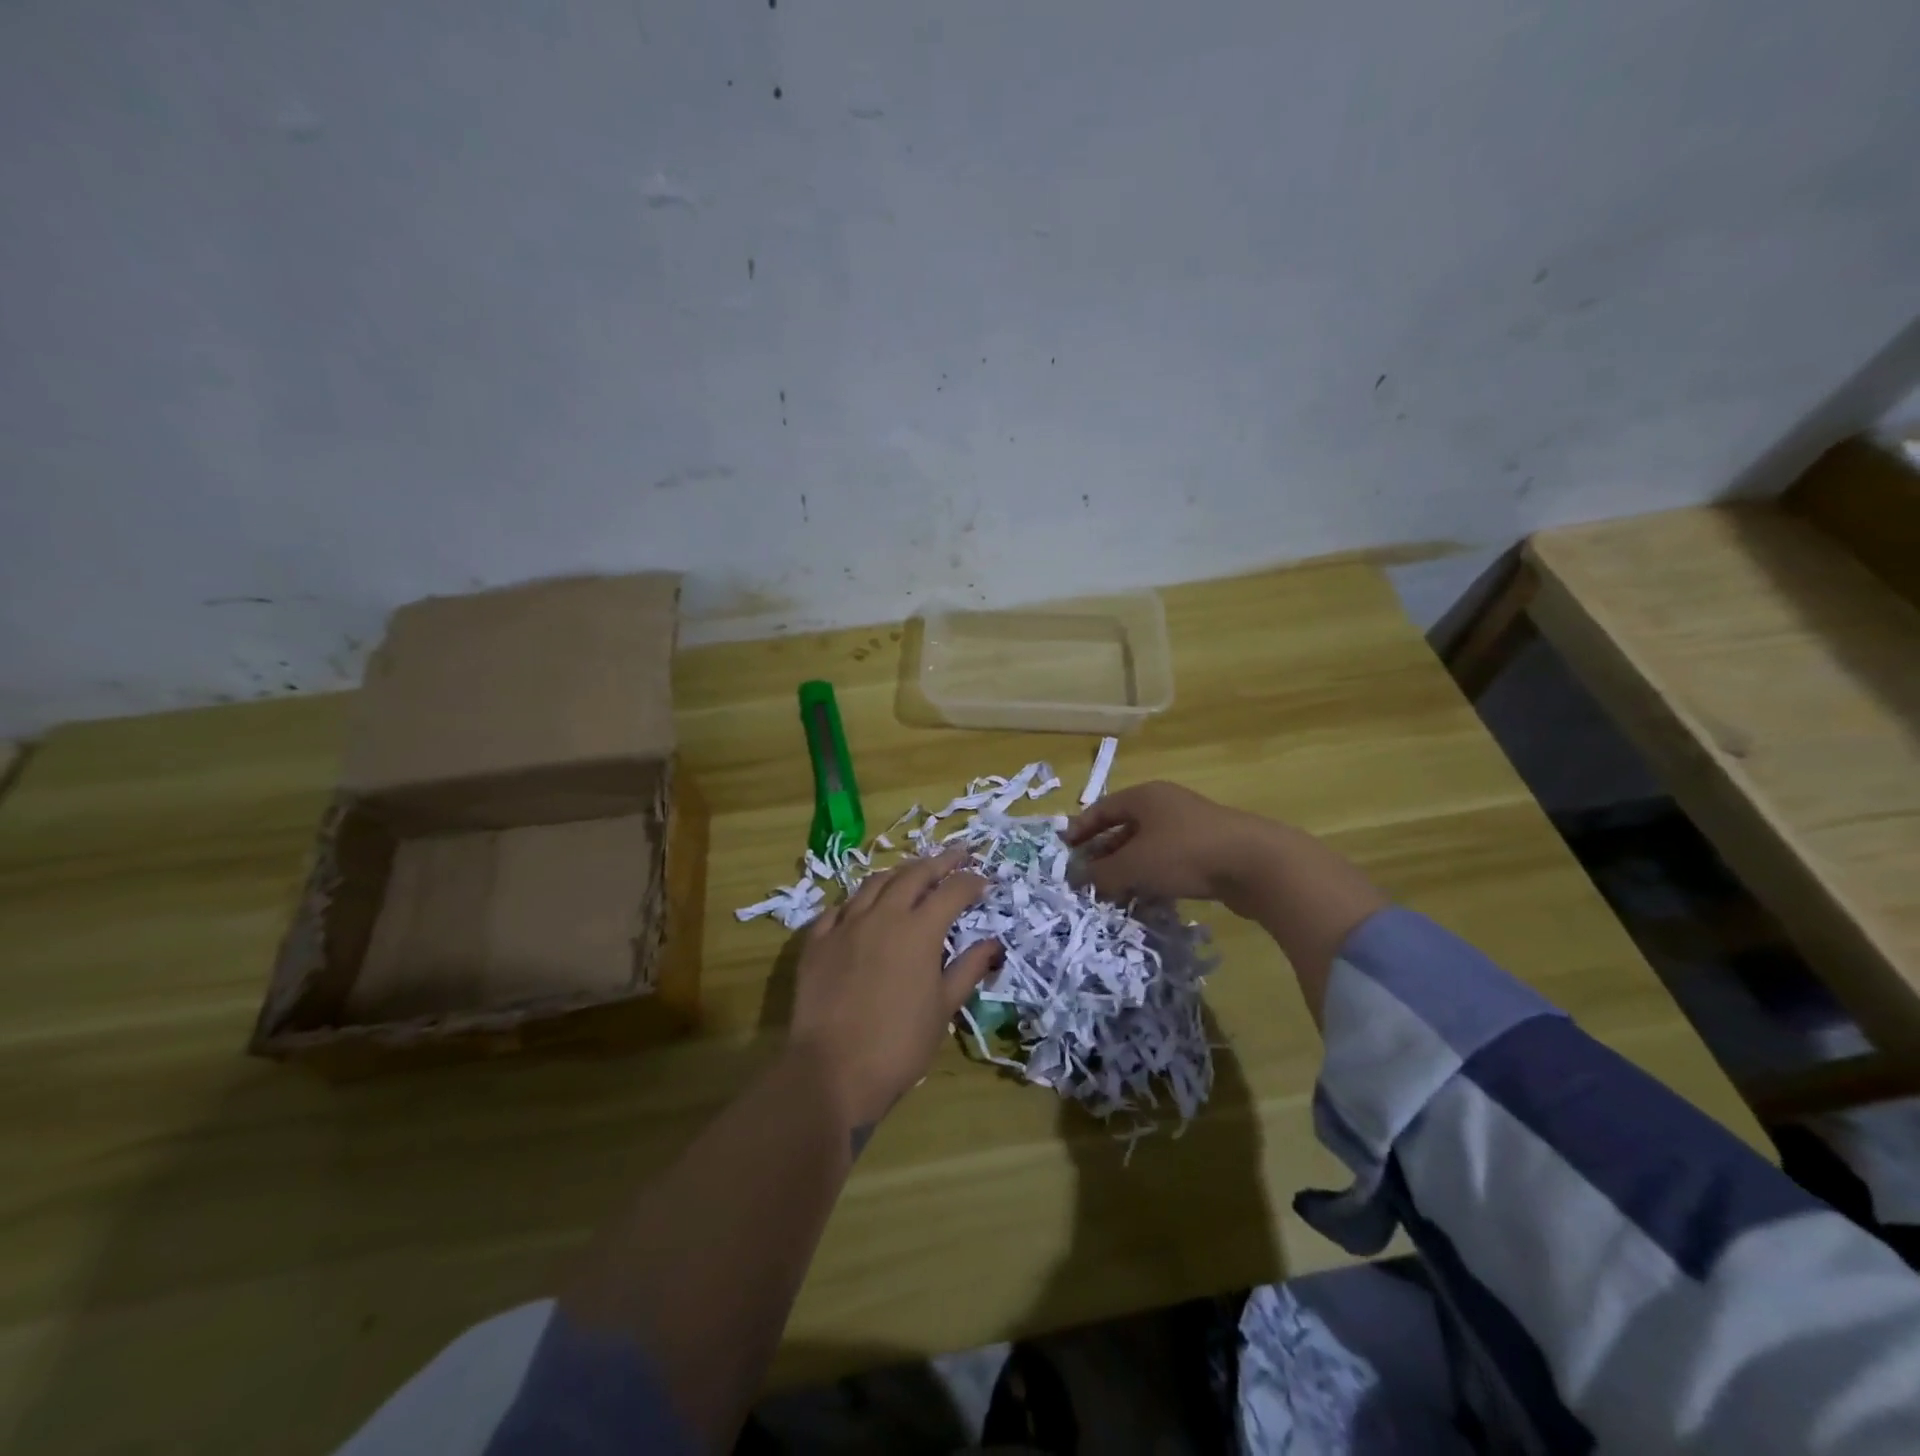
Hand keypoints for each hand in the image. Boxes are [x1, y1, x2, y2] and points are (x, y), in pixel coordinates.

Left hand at [789, 846, 1001, 1135]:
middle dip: (940, 862)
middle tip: (958, 855)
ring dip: (899, 873)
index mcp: (919, 929)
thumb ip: (968, 968)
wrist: (832, 1069)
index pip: (952, 891)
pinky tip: (862, 907)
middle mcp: (883, 915)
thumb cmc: (899, 1044)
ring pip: (874, 883)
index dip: (971, 881)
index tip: (985, 880)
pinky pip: (839, 908)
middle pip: (914, 874)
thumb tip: (993, 943)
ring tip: (912, 873)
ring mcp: (845, 924)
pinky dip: (858, 901)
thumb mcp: (943, 1007)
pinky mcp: (817, 940)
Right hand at [1063, 781, 1273, 914]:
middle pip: (1124, 827)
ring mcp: (1189, 827)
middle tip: (1086, 877)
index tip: (1065, 850)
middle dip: (1103, 853)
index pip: (1102, 809)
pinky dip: (1152, 877)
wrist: (1256, 864)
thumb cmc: (1185, 853)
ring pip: (1147, 847)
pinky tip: (1146, 898)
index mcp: (1144, 797)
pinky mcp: (1209, 850)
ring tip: (1112, 894)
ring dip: (1127, 869)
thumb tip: (1078, 879)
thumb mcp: (1135, 865)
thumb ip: (1102, 873)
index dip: (1080, 829)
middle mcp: (1165, 805)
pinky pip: (1169, 861)